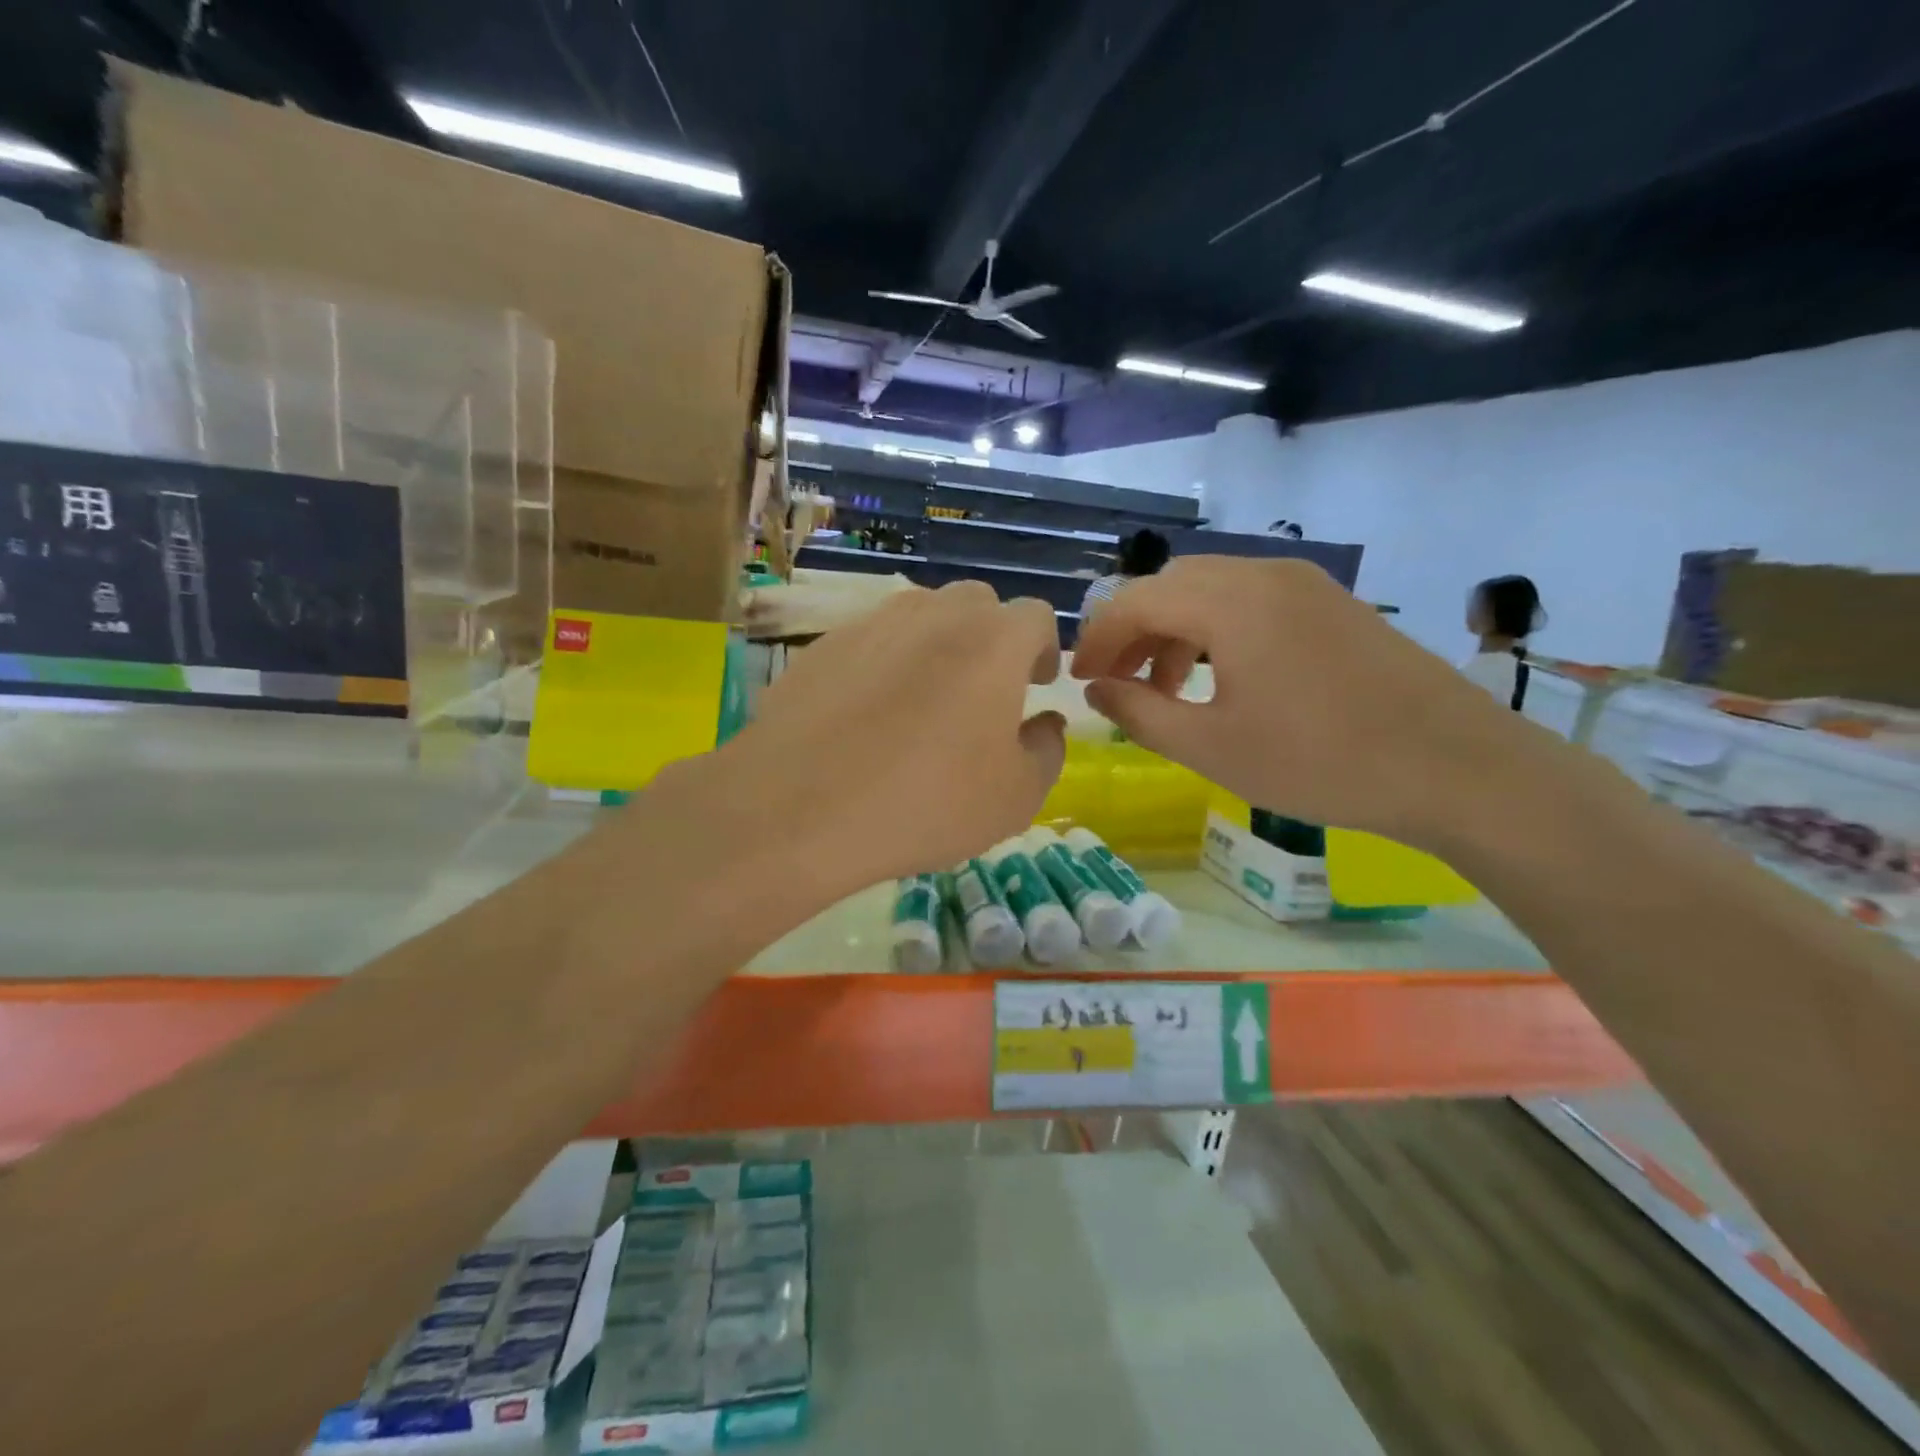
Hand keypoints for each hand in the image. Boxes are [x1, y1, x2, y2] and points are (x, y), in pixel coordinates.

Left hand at [711, 582, 1065, 891]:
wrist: (800, 808)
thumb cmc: (927, 802)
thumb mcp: (1015, 797)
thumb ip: (1047, 750)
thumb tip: (1045, 723)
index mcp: (992, 641)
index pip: (1035, 616)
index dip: (1044, 649)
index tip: (1038, 684)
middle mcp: (934, 615)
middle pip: (977, 604)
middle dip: (992, 638)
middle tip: (985, 690)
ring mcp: (871, 624)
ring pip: (920, 614)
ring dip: (938, 644)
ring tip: (926, 699)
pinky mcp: (822, 646)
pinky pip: (871, 640)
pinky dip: (885, 662)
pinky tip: (869, 713)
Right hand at [1070, 557, 1541, 849]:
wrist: (1454, 767)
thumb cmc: (1321, 762)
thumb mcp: (1212, 748)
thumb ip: (1141, 713)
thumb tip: (1096, 689)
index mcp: (1230, 603)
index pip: (1135, 601)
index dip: (1097, 640)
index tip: (1079, 681)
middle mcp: (1264, 574)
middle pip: (1170, 585)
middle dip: (1133, 631)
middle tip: (1119, 683)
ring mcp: (1304, 583)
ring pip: (1211, 589)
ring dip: (1174, 630)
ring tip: (1166, 688)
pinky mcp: (1331, 602)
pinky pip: (1251, 599)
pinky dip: (1216, 629)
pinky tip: (1222, 678)